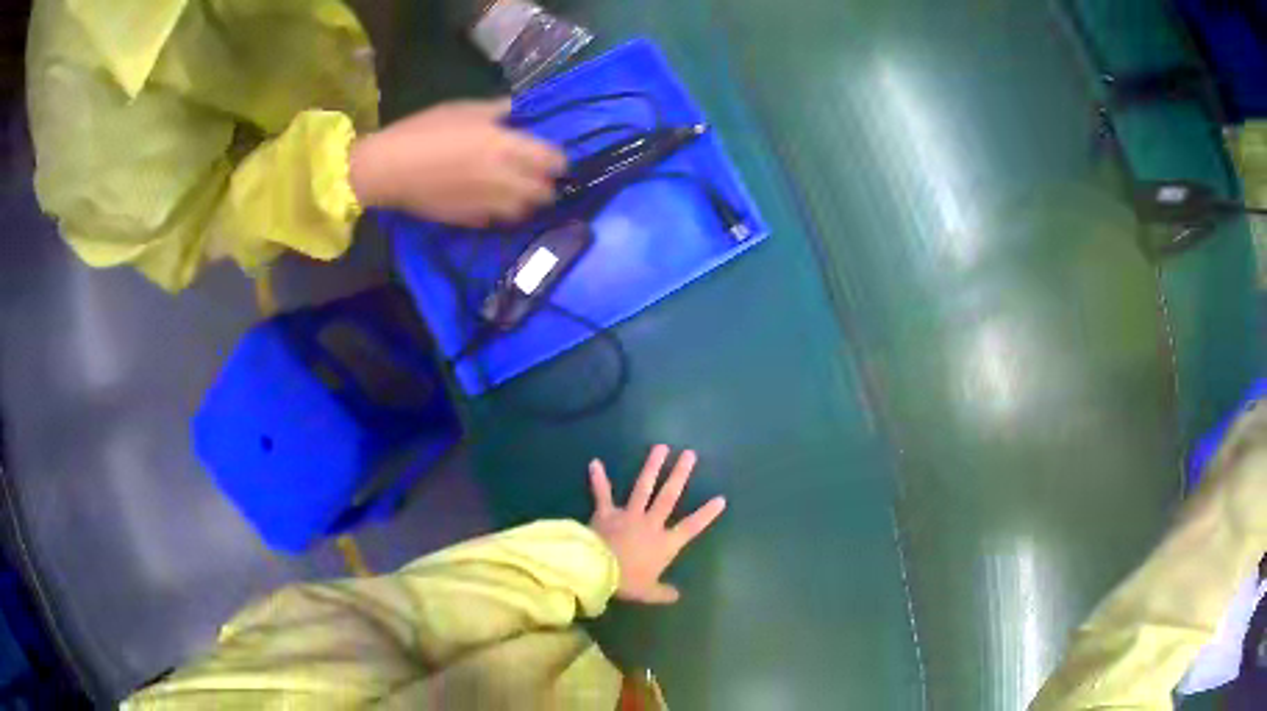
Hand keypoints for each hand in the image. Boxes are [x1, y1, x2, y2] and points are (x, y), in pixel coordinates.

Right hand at [348, 98, 565, 226]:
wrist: (388, 169)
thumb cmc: (422, 131)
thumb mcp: (461, 109)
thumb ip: (495, 110)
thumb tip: (516, 109)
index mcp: (504, 145)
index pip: (551, 160)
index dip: (558, 160)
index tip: (553, 158)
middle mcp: (503, 177)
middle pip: (544, 191)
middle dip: (546, 185)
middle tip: (537, 176)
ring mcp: (487, 203)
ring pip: (523, 210)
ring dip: (525, 202)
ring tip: (517, 191)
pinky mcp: (469, 220)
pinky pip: (496, 220)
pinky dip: (499, 213)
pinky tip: (489, 202)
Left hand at [588, 445, 726, 603]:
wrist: (598, 570)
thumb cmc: (627, 582)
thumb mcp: (648, 592)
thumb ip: (663, 593)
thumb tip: (677, 596)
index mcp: (664, 544)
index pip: (691, 527)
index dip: (706, 514)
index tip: (721, 498)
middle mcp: (650, 524)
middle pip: (668, 496)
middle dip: (680, 475)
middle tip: (689, 454)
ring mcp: (628, 515)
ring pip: (643, 488)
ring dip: (651, 467)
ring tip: (660, 447)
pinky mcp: (606, 513)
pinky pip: (602, 495)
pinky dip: (598, 479)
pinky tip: (594, 463)